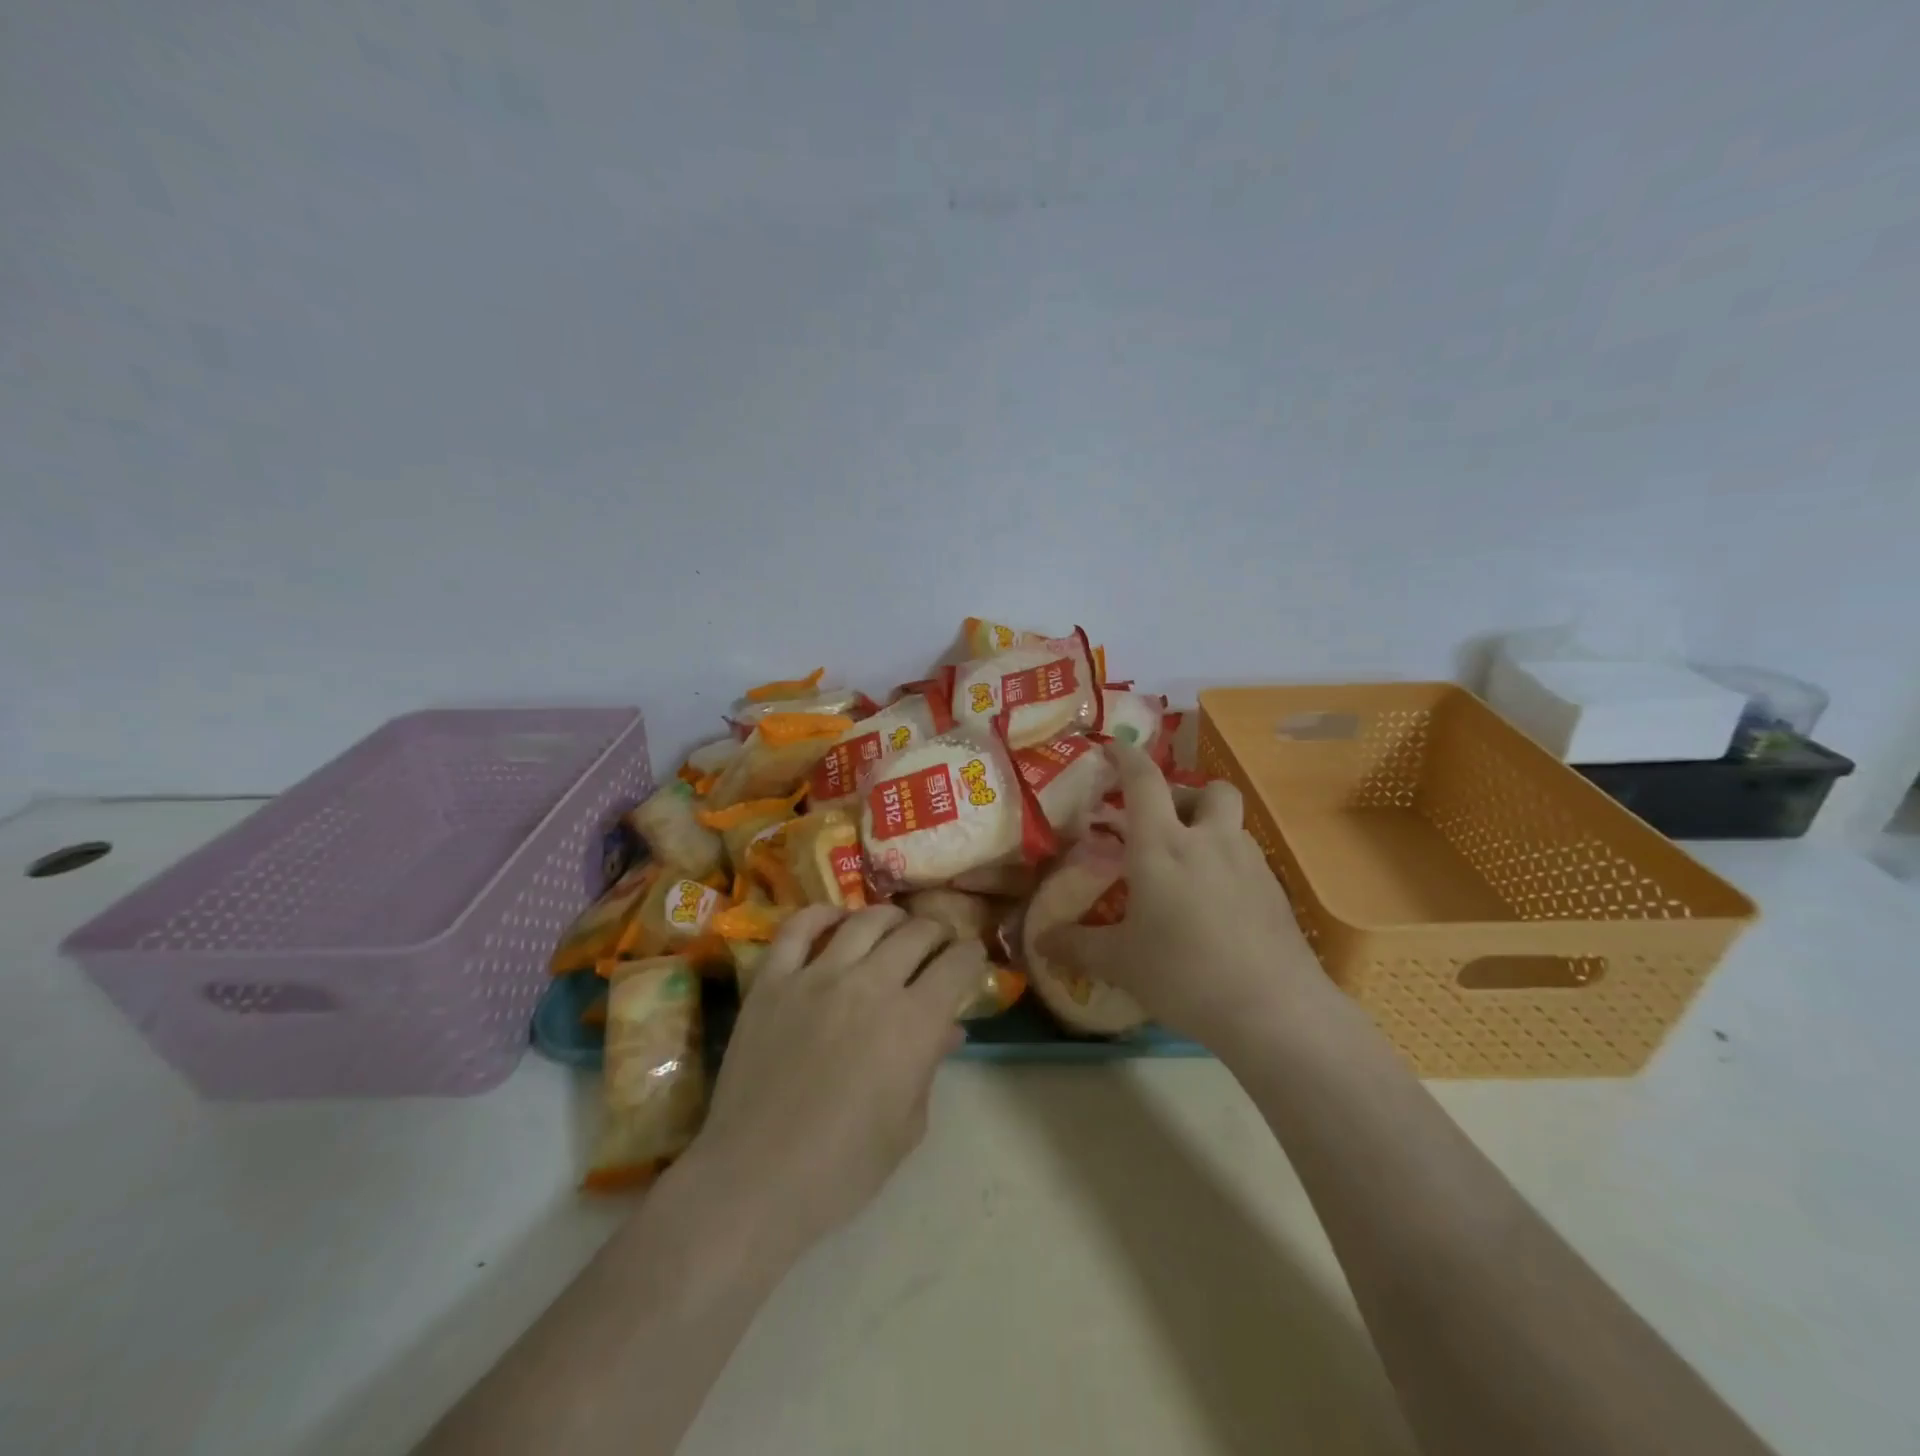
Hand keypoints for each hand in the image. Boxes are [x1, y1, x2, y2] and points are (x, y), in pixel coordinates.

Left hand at [685, 904, 987, 1261]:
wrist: (754, 1180)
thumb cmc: (842, 1168)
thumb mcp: (907, 1126)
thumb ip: (930, 1066)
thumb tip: (949, 1027)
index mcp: (912, 1023)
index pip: (956, 965)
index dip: (971, 955)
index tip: (971, 956)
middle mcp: (870, 985)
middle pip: (916, 933)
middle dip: (936, 932)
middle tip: (937, 943)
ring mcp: (816, 976)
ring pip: (863, 921)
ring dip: (889, 918)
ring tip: (894, 926)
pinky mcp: (772, 981)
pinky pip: (797, 929)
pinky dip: (820, 915)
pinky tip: (834, 919)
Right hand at [1038, 741, 1330, 1050]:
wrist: (1274, 1010)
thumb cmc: (1184, 973)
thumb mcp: (1120, 962)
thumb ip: (1077, 946)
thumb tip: (1040, 941)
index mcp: (1162, 845)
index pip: (1143, 780)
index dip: (1127, 757)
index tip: (1113, 747)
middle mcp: (1209, 841)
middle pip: (1207, 789)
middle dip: (1184, 794)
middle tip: (1161, 824)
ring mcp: (1249, 863)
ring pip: (1232, 823)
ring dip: (1209, 829)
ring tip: (1189, 868)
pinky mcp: (1276, 891)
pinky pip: (1247, 859)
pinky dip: (1228, 865)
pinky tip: (1217, 907)